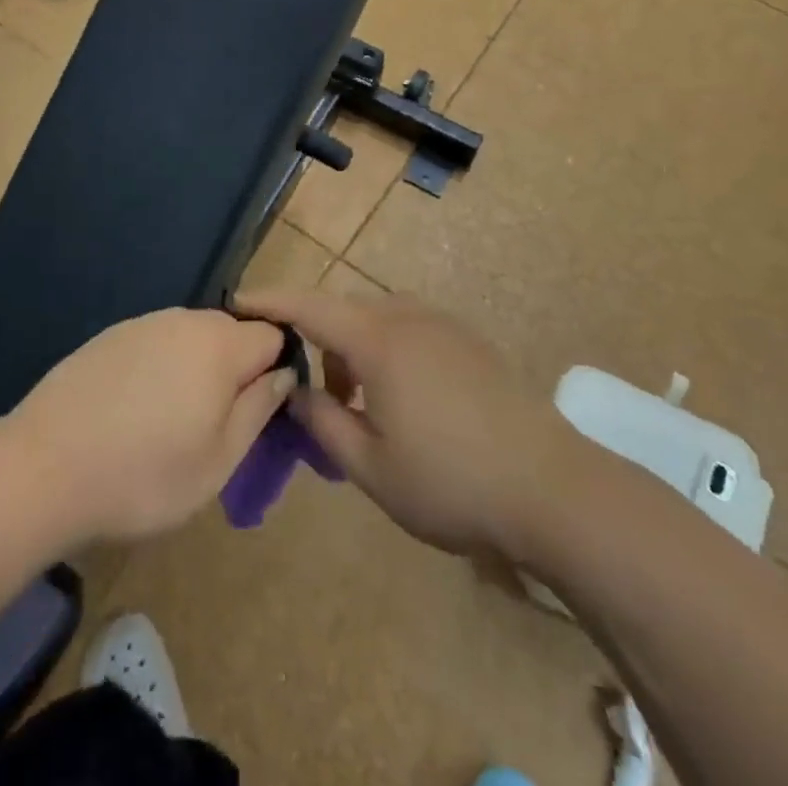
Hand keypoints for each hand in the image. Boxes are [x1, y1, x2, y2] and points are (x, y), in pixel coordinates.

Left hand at [7, 308, 294, 546]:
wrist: (41, 469)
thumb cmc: (142, 476)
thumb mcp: (217, 462)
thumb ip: (258, 411)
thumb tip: (282, 375)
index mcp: (219, 345)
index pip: (273, 335)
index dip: (275, 371)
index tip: (257, 412)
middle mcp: (184, 320)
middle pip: (232, 333)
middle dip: (235, 371)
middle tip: (213, 426)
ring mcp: (143, 324)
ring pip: (192, 339)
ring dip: (196, 370)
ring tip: (170, 424)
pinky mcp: (109, 336)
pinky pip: (155, 344)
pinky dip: (159, 370)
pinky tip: (133, 412)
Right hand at [239, 290, 576, 558]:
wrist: (551, 487)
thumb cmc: (450, 481)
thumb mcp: (370, 466)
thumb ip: (322, 423)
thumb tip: (295, 391)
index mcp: (378, 340)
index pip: (308, 306)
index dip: (269, 300)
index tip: (236, 301)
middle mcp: (408, 317)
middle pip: (344, 310)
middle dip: (315, 338)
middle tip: (308, 391)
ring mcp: (443, 325)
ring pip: (378, 318)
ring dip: (353, 347)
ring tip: (355, 404)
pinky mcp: (469, 341)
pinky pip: (409, 328)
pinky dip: (386, 350)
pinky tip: (401, 400)